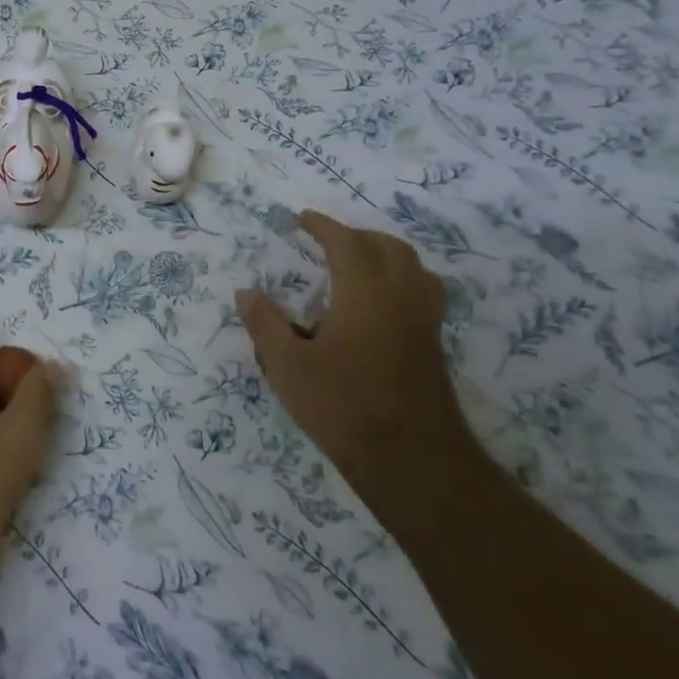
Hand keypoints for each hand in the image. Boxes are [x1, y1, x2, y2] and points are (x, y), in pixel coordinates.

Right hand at [237, 210, 474, 495]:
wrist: (412, 460)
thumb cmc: (342, 406)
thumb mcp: (287, 366)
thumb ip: (265, 324)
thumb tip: (246, 292)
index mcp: (365, 293)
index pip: (346, 243)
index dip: (323, 226)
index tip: (302, 218)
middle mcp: (401, 298)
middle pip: (389, 248)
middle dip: (357, 236)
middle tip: (327, 241)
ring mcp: (423, 323)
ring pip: (414, 269)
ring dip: (385, 255)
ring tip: (357, 266)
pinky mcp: (432, 347)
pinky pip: (421, 294)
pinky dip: (399, 281)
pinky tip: (377, 308)